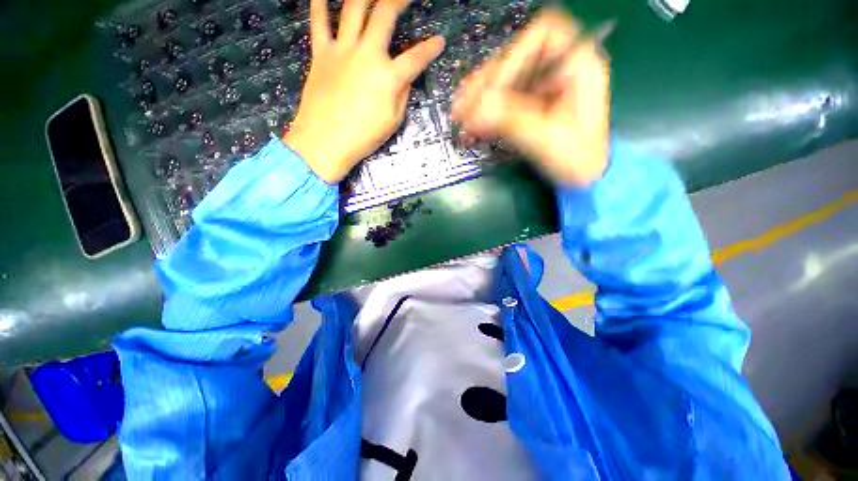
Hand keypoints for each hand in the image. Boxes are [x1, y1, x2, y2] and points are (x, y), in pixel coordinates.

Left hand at [284, 0, 445, 183]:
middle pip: (385, 14)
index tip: (439, 41)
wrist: (325, 142)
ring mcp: (342, 50)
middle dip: (399, 0)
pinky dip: (320, 4)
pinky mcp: (321, 53)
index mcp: (388, 77)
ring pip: (353, 9)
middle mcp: (367, 54)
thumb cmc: (363, 137)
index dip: (431, 48)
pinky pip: (319, 22)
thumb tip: (405, 77)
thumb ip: (402, 95)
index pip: (417, 57)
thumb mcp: (392, 121)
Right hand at [451, 11, 610, 186]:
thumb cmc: (576, 159)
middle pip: (516, 60)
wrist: (583, 178)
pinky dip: (486, 114)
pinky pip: (505, 102)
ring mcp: (544, 87)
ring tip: (460, 118)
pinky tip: (471, 128)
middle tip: (461, 107)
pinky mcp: (532, 105)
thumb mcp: (545, 138)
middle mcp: (560, 68)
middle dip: (485, 85)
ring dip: (479, 100)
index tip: (490, 90)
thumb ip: (510, 120)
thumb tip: (473, 110)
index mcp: (577, 64)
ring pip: (506, 82)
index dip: (512, 58)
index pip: (542, 36)